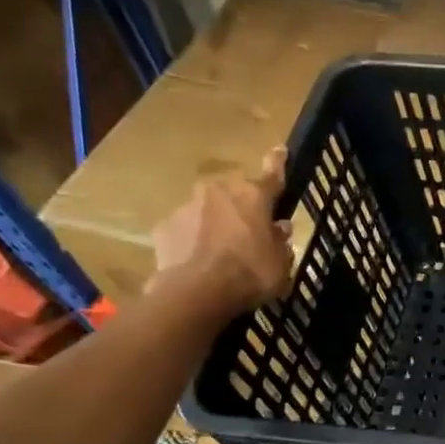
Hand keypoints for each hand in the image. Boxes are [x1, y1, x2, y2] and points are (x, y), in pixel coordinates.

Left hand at [150, 147, 294, 315]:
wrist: (196, 293)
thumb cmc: (249, 275)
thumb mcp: (280, 264)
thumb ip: (279, 243)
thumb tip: (278, 229)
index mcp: (252, 196)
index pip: (271, 175)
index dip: (278, 163)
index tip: (279, 150)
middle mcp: (218, 192)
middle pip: (234, 194)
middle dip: (241, 208)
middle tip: (248, 233)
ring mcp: (186, 207)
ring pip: (206, 211)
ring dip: (214, 225)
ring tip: (219, 255)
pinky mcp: (164, 227)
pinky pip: (184, 230)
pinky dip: (191, 241)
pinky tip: (196, 263)